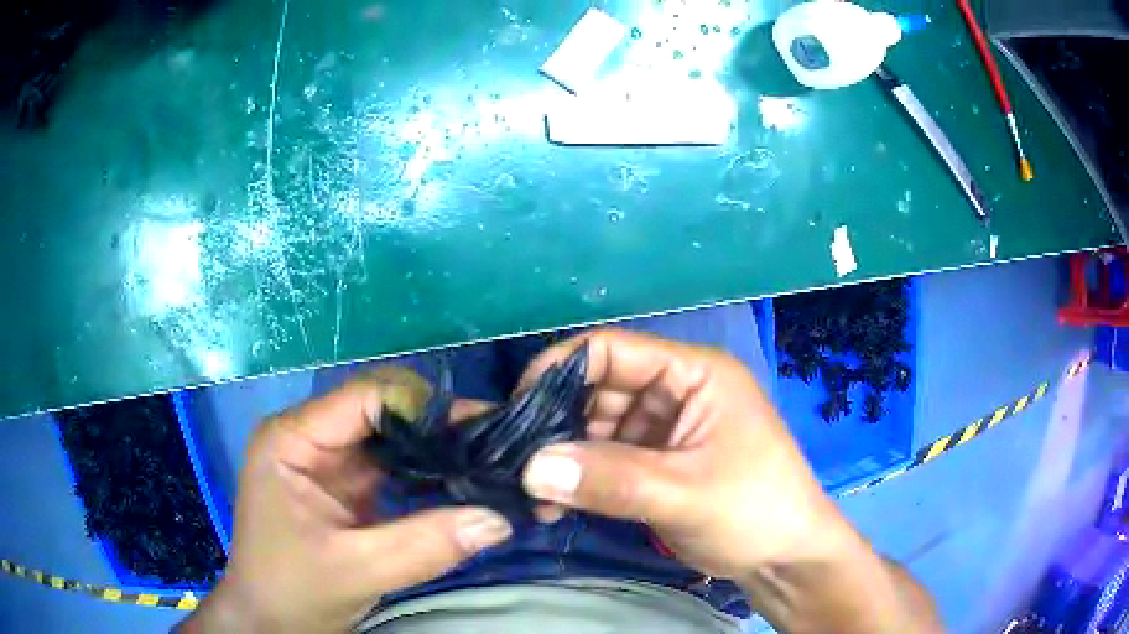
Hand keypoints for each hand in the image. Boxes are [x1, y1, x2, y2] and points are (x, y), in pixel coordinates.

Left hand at [179, 369, 512, 633]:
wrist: (270, 623)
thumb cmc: (292, 592)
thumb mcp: (356, 571)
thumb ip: (424, 545)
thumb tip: (499, 518)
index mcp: (293, 438)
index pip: (366, 397)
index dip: (424, 408)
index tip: (481, 432)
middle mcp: (310, 437)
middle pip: (382, 410)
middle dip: (438, 428)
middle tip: (496, 448)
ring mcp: (328, 462)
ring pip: (393, 437)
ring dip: (438, 450)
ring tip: (490, 463)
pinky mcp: (345, 487)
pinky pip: (394, 467)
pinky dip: (428, 475)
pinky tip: (462, 485)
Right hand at [518, 329, 940, 631]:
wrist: (786, 558)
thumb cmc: (755, 510)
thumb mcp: (686, 494)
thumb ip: (611, 479)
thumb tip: (530, 467)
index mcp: (693, 374)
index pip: (611, 351)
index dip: (559, 371)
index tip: (516, 411)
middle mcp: (675, 391)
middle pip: (598, 389)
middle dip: (556, 423)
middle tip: (516, 462)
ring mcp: (664, 429)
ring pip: (596, 427)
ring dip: (563, 455)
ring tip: (531, 490)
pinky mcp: (656, 463)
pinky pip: (605, 458)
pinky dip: (580, 477)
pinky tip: (555, 502)